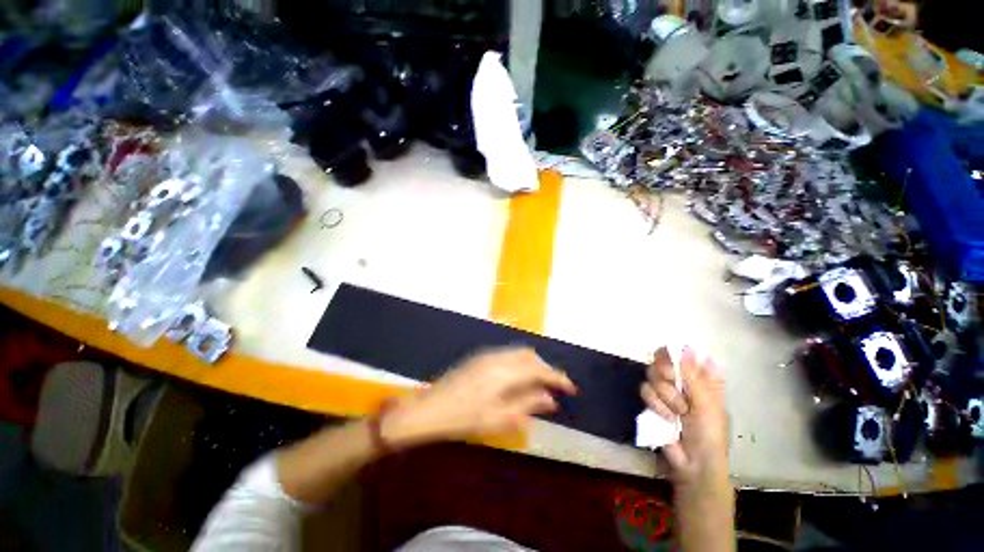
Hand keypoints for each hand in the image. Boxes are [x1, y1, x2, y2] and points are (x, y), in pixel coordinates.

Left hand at [382, 347, 577, 446]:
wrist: (429, 409)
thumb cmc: (464, 419)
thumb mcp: (498, 418)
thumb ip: (527, 405)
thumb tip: (551, 399)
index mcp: (504, 372)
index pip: (539, 370)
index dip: (558, 378)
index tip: (572, 389)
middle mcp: (498, 357)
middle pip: (531, 357)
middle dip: (547, 369)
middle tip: (557, 387)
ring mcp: (487, 355)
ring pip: (519, 353)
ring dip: (534, 365)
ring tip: (540, 383)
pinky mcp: (480, 357)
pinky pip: (508, 354)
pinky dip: (520, 363)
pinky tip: (519, 378)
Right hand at [640, 346, 727, 484]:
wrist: (692, 462)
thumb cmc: (709, 433)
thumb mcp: (707, 404)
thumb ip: (692, 375)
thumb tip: (685, 346)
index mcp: (701, 378)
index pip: (683, 353)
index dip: (675, 353)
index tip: (676, 362)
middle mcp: (681, 380)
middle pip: (662, 359)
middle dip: (667, 373)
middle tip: (675, 384)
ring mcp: (665, 390)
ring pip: (652, 375)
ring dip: (665, 395)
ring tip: (678, 412)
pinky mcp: (652, 401)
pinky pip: (645, 390)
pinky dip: (656, 405)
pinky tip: (667, 418)